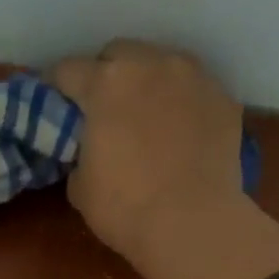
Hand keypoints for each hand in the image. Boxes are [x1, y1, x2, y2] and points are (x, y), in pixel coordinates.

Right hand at [51, 39, 278, 278]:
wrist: (193, 224)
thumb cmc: (124, 207)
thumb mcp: (80, 185)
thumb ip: (81, 152)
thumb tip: (90, 150)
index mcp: (106, 83)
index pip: (67, 70)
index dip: (56, 88)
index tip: (54, 105)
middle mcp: (151, 64)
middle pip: (119, 54)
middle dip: (106, 75)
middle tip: (103, 110)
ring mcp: (193, 78)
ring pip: (162, 65)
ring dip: (148, 83)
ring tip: (147, 116)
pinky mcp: (224, 99)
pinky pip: (194, 91)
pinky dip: (183, 105)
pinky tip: (182, 134)